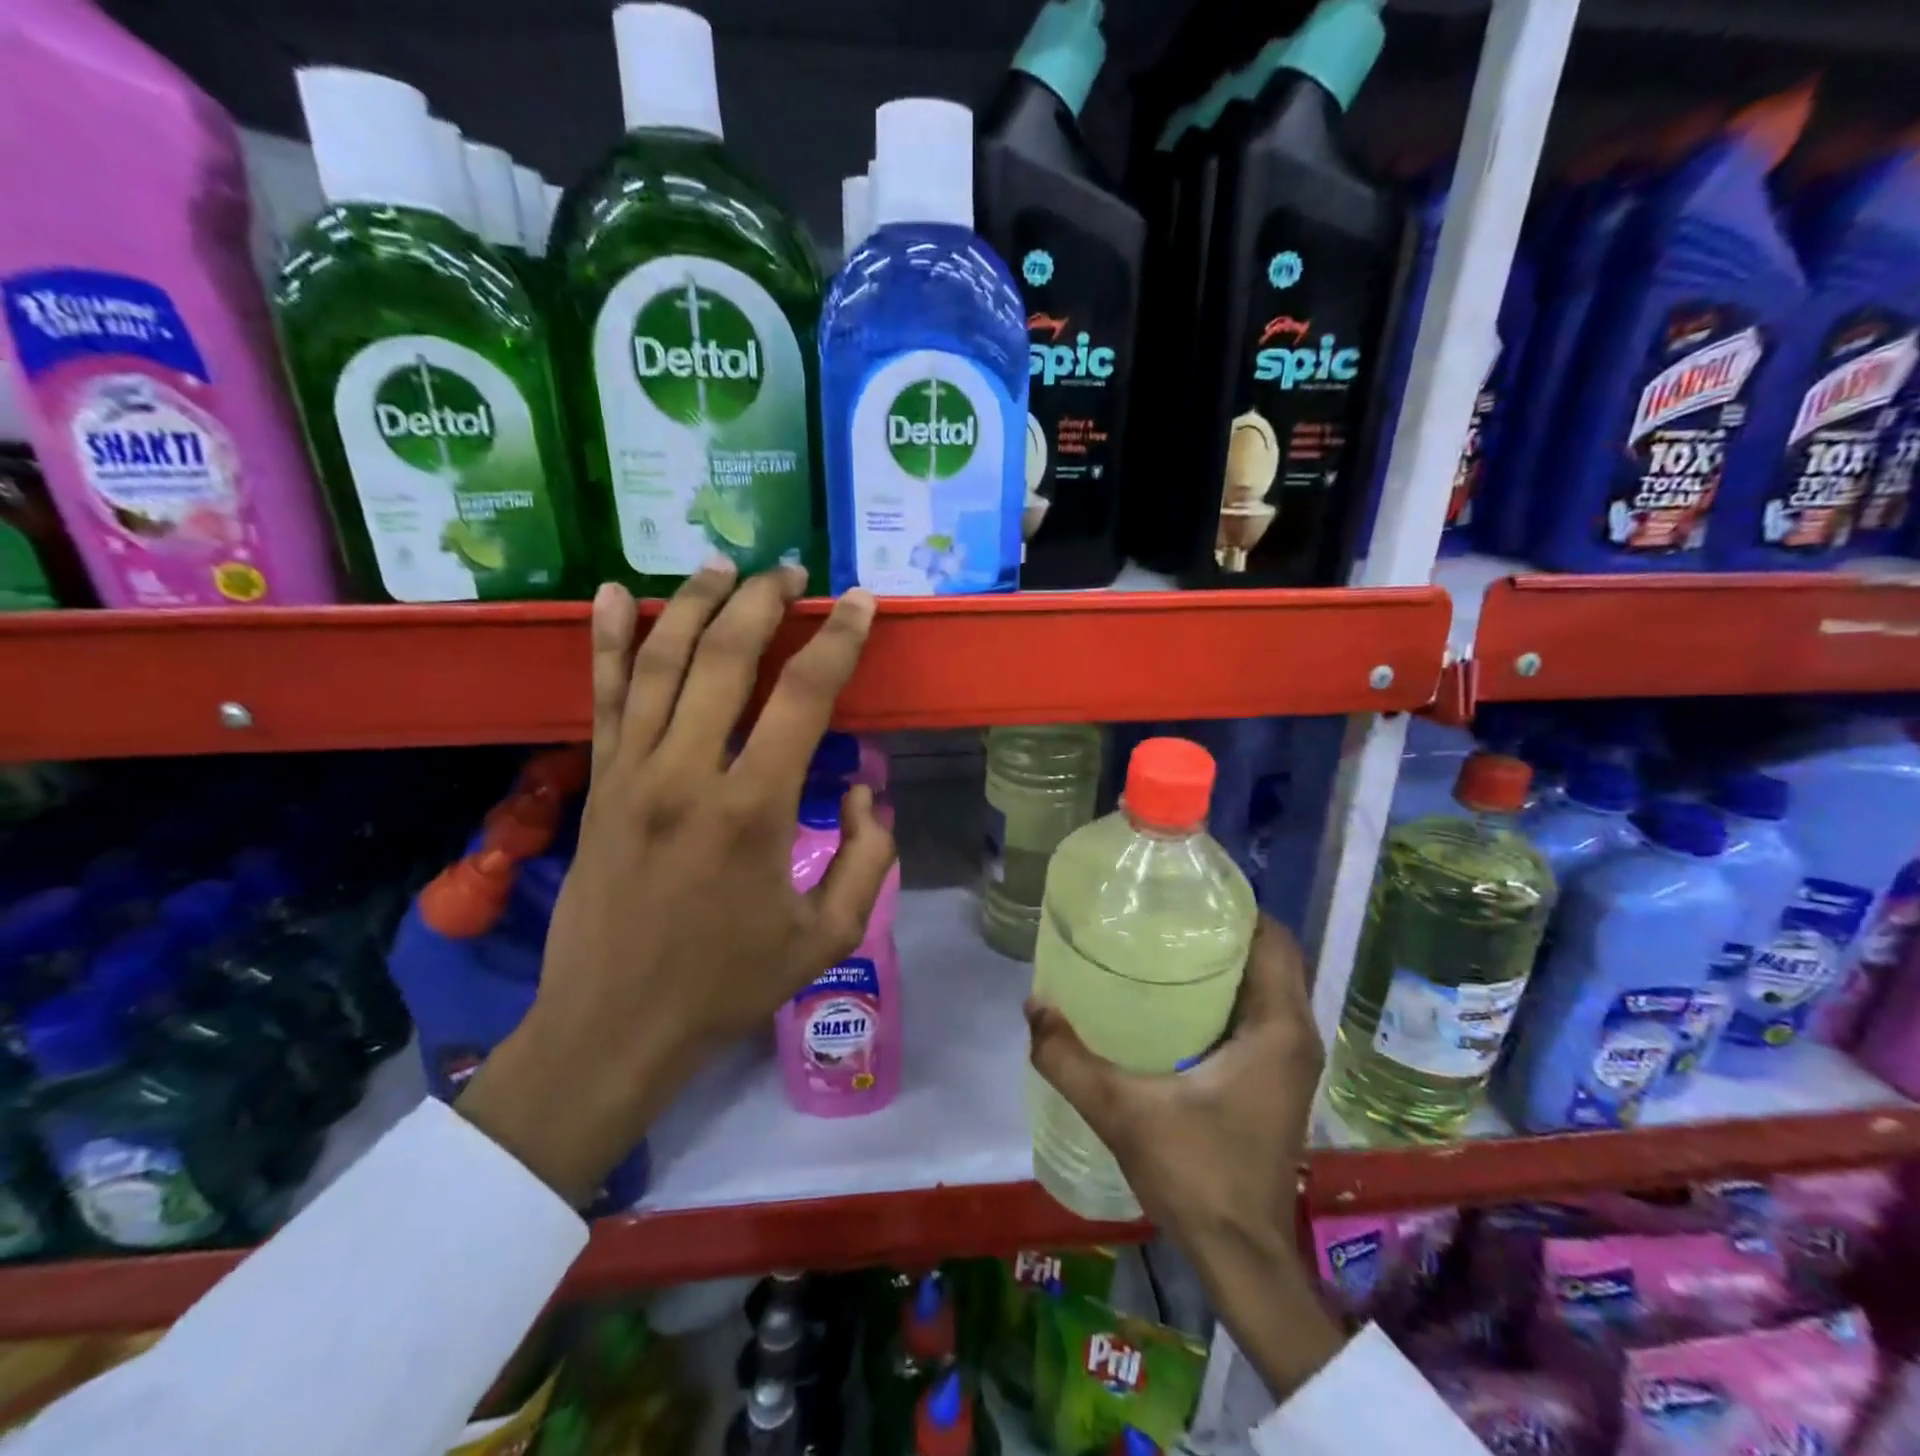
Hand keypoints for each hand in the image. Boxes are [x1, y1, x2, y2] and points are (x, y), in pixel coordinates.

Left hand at [458, 562, 895, 1205]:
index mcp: (752, 808)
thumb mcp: (827, 935)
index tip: (859, 602)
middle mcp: (687, 772)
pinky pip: (602, 695)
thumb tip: (864, 793)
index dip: (838, 639)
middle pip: (727, 656)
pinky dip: (608, 639)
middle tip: (791, 571)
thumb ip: (866, 857)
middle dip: (764, 601)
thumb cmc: (727, 983)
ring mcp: (632, 771)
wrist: (614, 1024)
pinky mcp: (597, 781)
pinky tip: (613, 593)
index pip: (804, 696)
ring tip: (722, 564)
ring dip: (694, 602)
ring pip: (661, 661)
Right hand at [1026, 915, 1343, 1397]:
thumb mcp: (1122, 1110)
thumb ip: (1069, 1058)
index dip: (1236, 906)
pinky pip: (1258, 1014)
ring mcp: (1290, 1061)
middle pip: (1268, 956)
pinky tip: (1175, 1000)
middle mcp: (1295, 1036)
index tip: (1186, 890)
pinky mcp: (1277, 1082)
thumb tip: (1033, 1006)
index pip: (1273, 939)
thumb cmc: (1196, 1174)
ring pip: (1265, 986)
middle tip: (1163, 913)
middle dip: (1222, 929)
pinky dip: (1228, 994)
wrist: (1240, 1257)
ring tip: (1163, 944)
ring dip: (1226, 961)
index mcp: (1277, 1028)